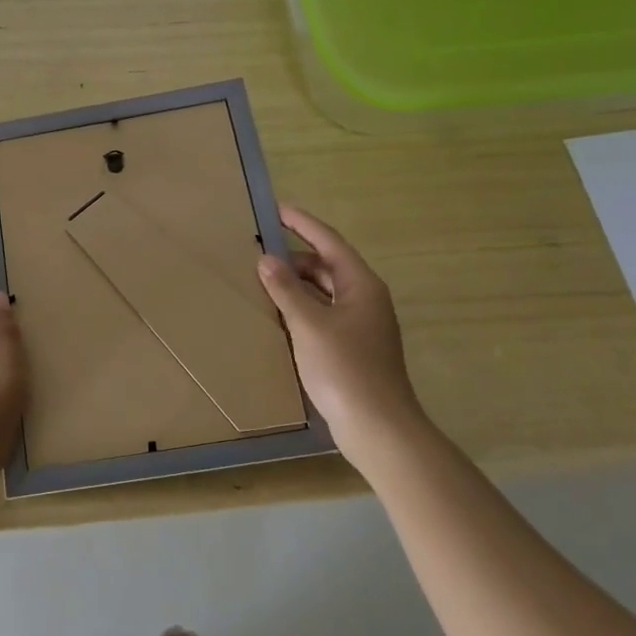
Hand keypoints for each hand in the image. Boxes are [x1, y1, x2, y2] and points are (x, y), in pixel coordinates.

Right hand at [256, 203, 424, 442]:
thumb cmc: (345, 369)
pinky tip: (278, 315)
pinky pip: (323, 314)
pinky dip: (301, 308)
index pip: (329, 242)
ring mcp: (361, 325)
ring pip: (324, 292)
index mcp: (361, 285)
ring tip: (262, 280)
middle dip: (294, 257)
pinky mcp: (352, 348)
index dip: (303, 223)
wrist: (377, 426)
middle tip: (259, 251)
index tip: (276, 209)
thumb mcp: (309, 325)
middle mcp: (365, 299)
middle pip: (327, 266)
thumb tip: (266, 259)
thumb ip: (286, 290)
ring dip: (296, 284)